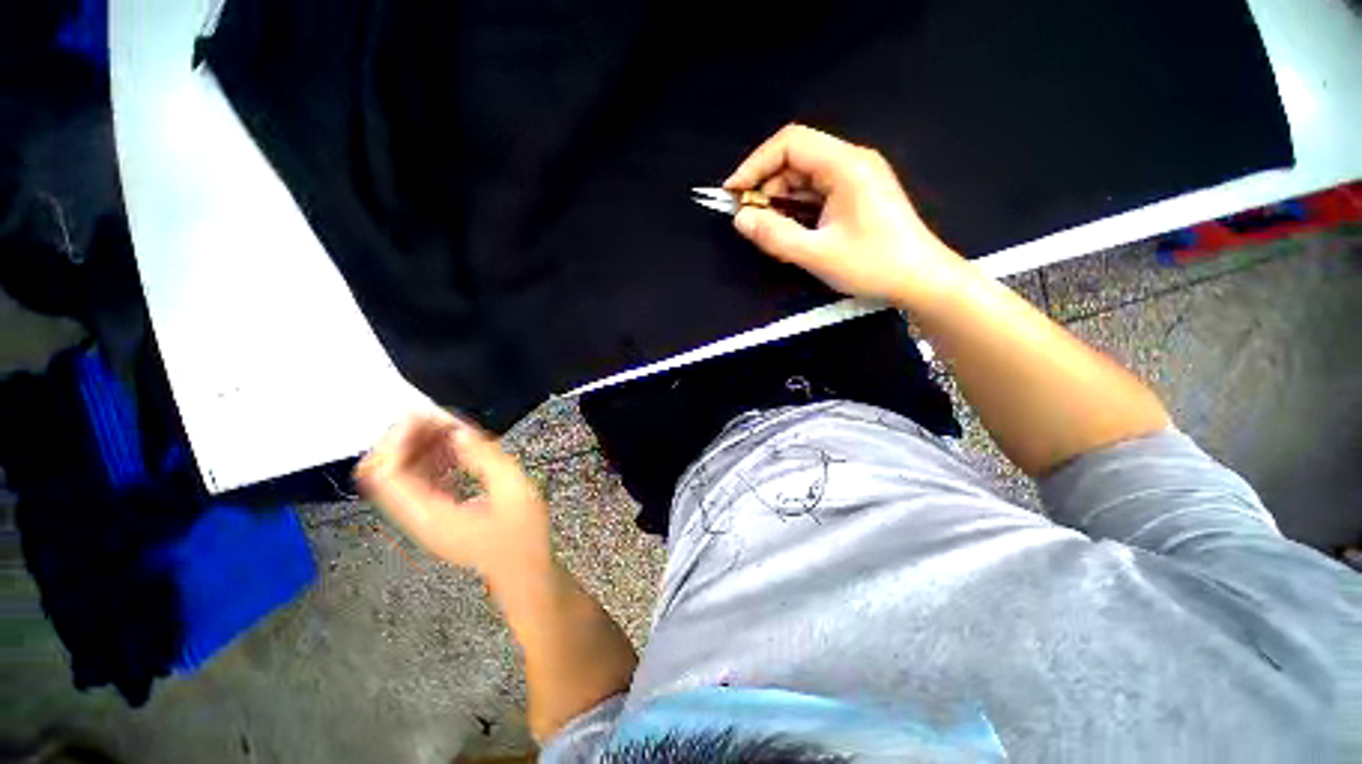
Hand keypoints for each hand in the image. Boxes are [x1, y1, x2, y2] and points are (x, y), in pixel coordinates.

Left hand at [355, 410, 551, 585]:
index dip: (397, 438)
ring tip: (452, 426)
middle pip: (387, 470)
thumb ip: (486, 459)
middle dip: (408, 438)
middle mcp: (417, 516)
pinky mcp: (437, 514)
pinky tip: (457, 447)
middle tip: (440, 416)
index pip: (387, 473)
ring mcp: (424, 517)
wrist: (524, 573)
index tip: (424, 414)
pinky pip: (420, 480)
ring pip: (402, 473)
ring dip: (420, 446)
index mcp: (429, 515)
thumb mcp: (514, 491)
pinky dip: (432, 459)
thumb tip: (458, 431)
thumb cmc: (523, 535)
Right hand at [725, 124, 969, 307]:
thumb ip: (774, 236)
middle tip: (748, 220)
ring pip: (805, 179)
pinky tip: (790, 231)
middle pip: (796, 160)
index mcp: (845, 165)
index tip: (732, 193)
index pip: (790, 143)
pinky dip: (797, 210)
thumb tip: (740, 219)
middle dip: (766, 187)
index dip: (755, 164)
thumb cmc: (872, 265)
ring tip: (767, 231)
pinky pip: (817, 194)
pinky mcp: (857, 196)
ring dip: (780, 201)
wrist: (921, 280)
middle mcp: (851, 162)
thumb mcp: (817, 254)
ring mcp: (856, 179)